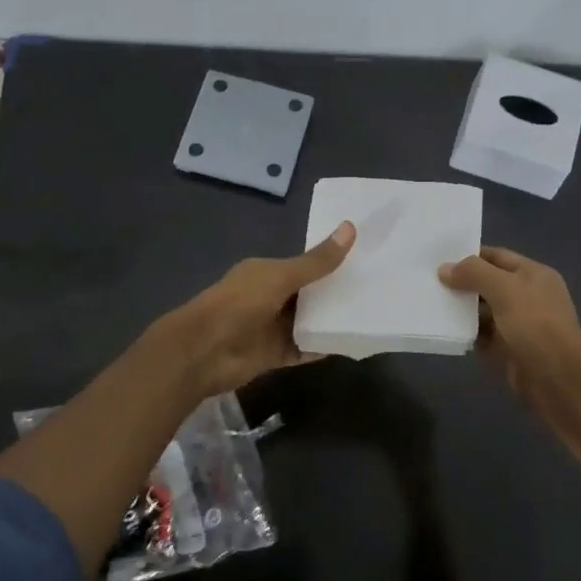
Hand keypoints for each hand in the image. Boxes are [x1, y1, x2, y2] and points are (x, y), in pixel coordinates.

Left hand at [153, 222, 356, 399]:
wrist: (204, 352)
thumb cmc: (240, 304)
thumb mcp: (282, 276)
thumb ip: (317, 261)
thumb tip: (350, 227)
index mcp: (267, 272)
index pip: (304, 264)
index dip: (330, 262)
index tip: (363, 259)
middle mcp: (270, 297)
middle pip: (309, 294)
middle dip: (335, 292)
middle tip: (376, 289)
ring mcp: (272, 327)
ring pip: (308, 322)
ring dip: (331, 320)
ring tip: (369, 315)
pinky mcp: (274, 354)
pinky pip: (304, 348)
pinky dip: (322, 346)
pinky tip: (349, 343)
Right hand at [438, 246, 580, 418]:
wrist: (557, 379)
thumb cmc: (535, 325)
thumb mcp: (505, 289)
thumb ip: (474, 273)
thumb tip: (444, 269)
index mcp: (533, 274)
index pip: (497, 257)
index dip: (470, 256)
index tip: (439, 259)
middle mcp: (527, 296)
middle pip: (488, 284)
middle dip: (462, 284)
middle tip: (428, 282)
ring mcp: (518, 325)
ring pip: (484, 312)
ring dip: (461, 310)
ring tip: (430, 304)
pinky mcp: (508, 350)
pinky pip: (483, 337)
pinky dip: (467, 334)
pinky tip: (445, 330)